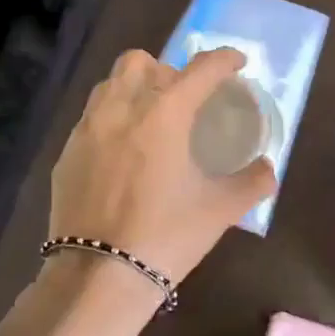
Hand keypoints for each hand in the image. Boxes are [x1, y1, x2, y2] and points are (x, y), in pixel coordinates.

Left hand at [48, 47, 277, 286]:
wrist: (98, 276)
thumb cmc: (166, 237)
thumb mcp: (220, 211)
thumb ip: (252, 183)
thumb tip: (268, 168)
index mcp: (164, 115)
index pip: (200, 69)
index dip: (223, 59)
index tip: (237, 63)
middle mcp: (121, 110)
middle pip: (141, 62)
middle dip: (167, 70)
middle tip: (185, 100)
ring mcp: (87, 130)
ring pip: (110, 85)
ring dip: (134, 89)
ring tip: (151, 119)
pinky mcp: (66, 154)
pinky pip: (91, 119)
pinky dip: (112, 120)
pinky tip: (123, 154)